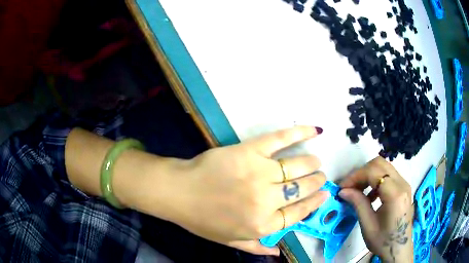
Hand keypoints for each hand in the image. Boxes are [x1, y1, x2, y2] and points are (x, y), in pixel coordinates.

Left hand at [167, 126, 328, 255]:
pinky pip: (280, 140)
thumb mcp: (230, 241)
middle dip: (317, 182)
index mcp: (263, 225)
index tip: (324, 195)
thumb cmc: (203, 220)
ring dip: (312, 164)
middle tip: (320, 176)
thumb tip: (278, 252)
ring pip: (298, 167)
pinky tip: (315, 130)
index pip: (300, 213)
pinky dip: (300, 133)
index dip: (315, 203)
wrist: (178, 193)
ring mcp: (260, 174)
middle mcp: (267, 201)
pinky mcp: (249, 151)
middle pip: (303, 189)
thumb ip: (257, 247)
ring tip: (315, 162)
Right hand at [339, 157, 413, 261]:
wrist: (400, 248)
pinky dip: (376, 179)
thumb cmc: (384, 241)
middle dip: (362, 172)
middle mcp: (402, 183)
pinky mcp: (404, 187)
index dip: (356, 176)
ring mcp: (404, 183)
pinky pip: (388, 175)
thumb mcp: (368, 225)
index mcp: (395, 194)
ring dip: (368, 174)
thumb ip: (358, 204)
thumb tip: (343, 191)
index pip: (373, 172)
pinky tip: (371, 195)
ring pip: (384, 166)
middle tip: (350, 187)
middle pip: (379, 163)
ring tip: (358, 190)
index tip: (343, 187)